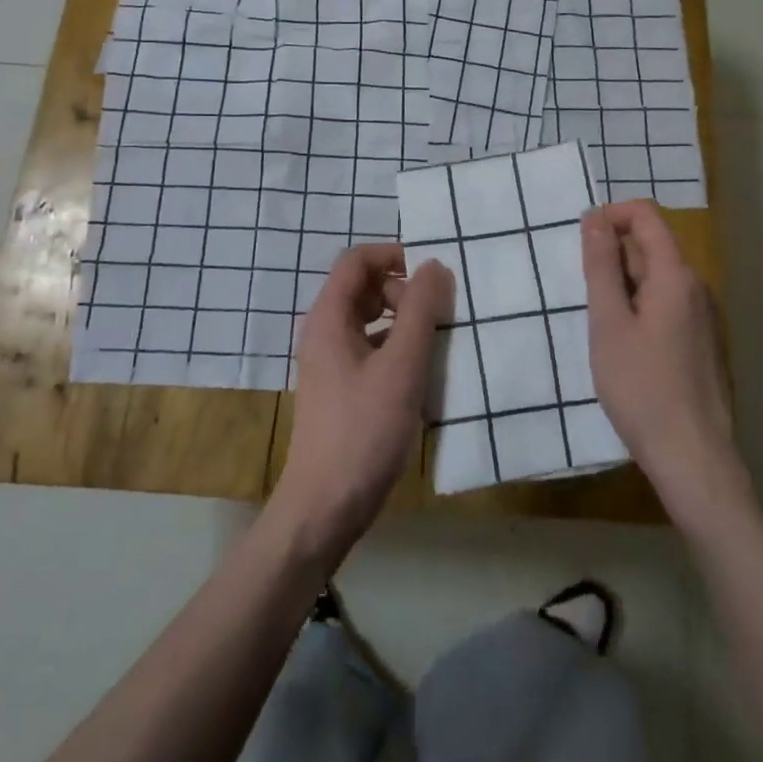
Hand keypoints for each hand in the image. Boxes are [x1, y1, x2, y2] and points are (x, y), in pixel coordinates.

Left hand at [267, 244, 451, 567]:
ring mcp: (331, 362)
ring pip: (370, 319)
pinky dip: (397, 347)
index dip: (394, 254)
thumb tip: (434, 265)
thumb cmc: (363, 431)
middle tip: (437, 313)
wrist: (325, 507)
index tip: (432, 271)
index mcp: (329, 318)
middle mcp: (325, 332)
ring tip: (437, 339)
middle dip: (403, 289)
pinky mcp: (342, 388)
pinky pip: (372, 348)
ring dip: (404, 319)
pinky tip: (422, 371)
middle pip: (364, 286)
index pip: (357, 260)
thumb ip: (419, 311)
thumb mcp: (401, 367)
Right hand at [582, 201, 743, 516]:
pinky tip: (626, 346)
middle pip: (652, 244)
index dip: (610, 215)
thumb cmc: (641, 388)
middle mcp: (697, 287)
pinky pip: (668, 303)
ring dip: (625, 283)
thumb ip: (601, 266)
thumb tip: (594, 218)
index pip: (646, 215)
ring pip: (658, 276)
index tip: (581, 242)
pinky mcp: (702, 341)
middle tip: (587, 295)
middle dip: (614, 254)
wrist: (692, 458)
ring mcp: (704, 316)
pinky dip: (640, 306)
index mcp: (676, 276)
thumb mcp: (608, 323)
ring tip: (602, 325)